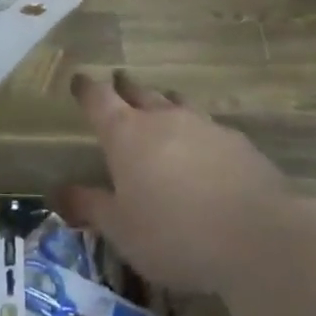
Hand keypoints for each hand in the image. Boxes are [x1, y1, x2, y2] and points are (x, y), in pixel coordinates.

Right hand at [55, 69, 297, 294]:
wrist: (257, 235)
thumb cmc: (174, 233)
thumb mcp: (121, 230)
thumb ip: (90, 207)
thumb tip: (57, 190)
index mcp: (126, 134)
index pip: (98, 99)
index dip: (86, 88)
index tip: (79, 80)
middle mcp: (162, 118)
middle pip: (138, 92)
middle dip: (125, 87)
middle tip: (118, 82)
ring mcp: (202, 125)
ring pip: (176, 103)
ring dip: (163, 102)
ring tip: (161, 103)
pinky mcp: (237, 142)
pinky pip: (208, 127)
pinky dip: (198, 131)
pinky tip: (205, 148)